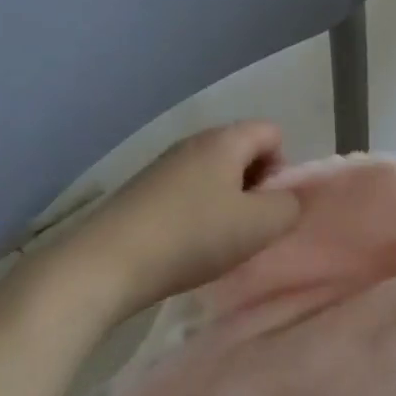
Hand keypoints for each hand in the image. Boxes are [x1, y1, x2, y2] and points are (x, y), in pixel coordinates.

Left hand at [17, 122, 300, 322]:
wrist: (106, 263)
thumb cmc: (193, 237)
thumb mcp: (260, 226)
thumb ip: (289, 206)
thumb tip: (286, 199)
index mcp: (224, 140)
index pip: (272, 132)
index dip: (284, 166)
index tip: (270, 206)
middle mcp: (192, 142)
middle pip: (242, 151)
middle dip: (255, 186)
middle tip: (248, 226)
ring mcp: (162, 165)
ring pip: (213, 173)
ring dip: (226, 202)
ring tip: (217, 241)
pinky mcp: (141, 190)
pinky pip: (186, 191)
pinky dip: (196, 213)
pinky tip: (185, 246)